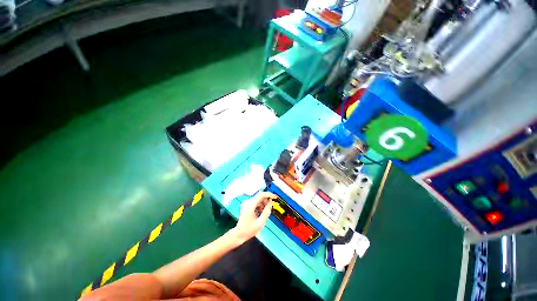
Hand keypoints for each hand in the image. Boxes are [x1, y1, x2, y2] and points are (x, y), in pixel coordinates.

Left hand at [231, 192, 276, 244]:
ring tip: (264, 213)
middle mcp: (247, 202)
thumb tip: (271, 203)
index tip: (275, 197)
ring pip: (258, 199)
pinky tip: (260, 213)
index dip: (269, 194)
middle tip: (269, 208)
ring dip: (263, 204)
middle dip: (266, 201)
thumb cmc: (249, 230)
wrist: (239, 234)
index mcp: (250, 205)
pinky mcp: (247, 205)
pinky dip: (260, 206)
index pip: (261, 194)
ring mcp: (246, 203)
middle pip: (260, 196)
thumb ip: (267, 211)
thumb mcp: (261, 222)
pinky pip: (256, 202)